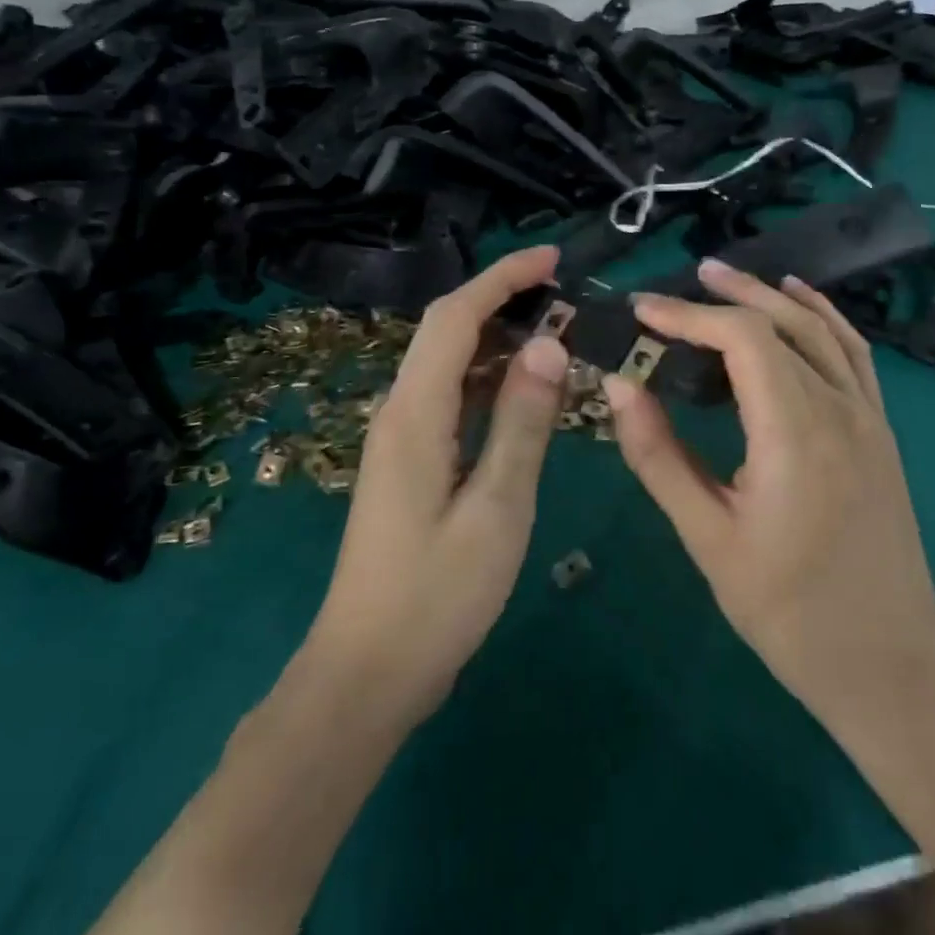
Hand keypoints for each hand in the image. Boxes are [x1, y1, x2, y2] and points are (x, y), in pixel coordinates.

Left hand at [306, 246, 569, 727]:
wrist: (367, 674)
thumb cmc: (437, 596)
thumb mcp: (497, 508)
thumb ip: (523, 422)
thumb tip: (549, 343)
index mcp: (415, 413)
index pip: (455, 317)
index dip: (502, 278)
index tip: (553, 259)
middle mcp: (401, 412)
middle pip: (449, 332)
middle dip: (504, 300)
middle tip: (567, 297)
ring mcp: (403, 438)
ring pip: (452, 365)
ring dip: (501, 341)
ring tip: (560, 336)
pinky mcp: (412, 463)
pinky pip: (453, 399)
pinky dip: (492, 382)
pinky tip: (529, 393)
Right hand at [601, 258, 934, 734]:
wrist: (890, 664)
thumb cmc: (790, 613)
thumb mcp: (710, 540)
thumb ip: (660, 457)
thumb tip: (621, 386)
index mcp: (796, 434)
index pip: (743, 340)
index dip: (689, 315)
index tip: (643, 310)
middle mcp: (839, 409)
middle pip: (782, 323)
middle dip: (727, 294)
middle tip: (677, 283)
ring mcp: (869, 417)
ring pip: (821, 329)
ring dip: (772, 296)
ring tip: (726, 279)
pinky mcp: (881, 431)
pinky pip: (853, 353)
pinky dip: (823, 317)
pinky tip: (801, 303)